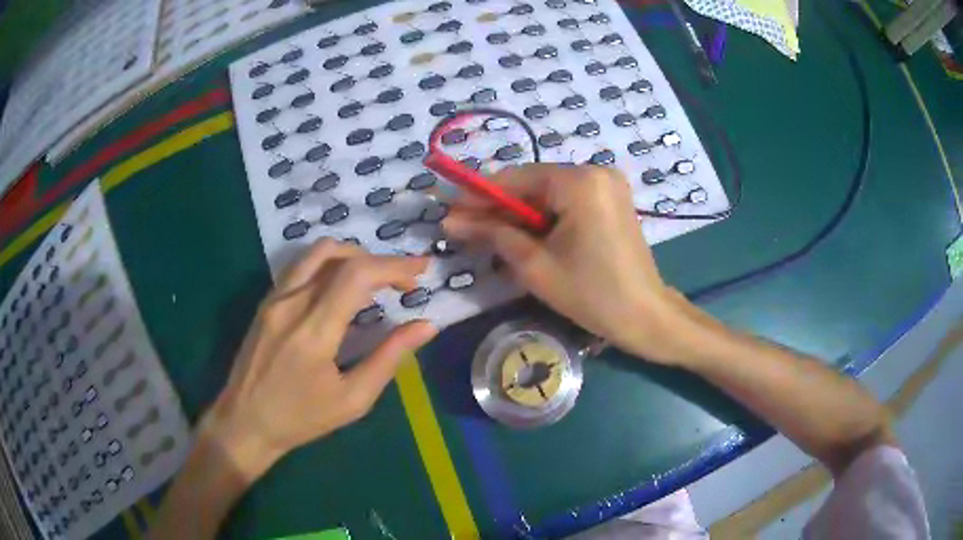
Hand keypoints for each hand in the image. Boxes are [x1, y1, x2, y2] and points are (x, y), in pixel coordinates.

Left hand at [201, 240, 436, 478]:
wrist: (245, 422)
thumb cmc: (301, 419)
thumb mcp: (352, 400)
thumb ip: (389, 358)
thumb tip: (426, 326)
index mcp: (313, 331)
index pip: (356, 275)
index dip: (393, 266)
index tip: (420, 272)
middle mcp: (290, 304)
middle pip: (337, 255)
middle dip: (378, 260)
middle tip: (402, 279)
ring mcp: (273, 299)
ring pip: (316, 253)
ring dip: (352, 256)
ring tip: (375, 279)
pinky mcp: (265, 302)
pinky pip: (301, 267)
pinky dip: (329, 265)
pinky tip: (341, 287)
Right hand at [443, 164, 690, 363]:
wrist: (645, 317)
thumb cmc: (591, 294)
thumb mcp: (535, 265)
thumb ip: (493, 234)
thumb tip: (451, 221)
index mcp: (580, 182)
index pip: (515, 178)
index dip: (478, 195)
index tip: (449, 209)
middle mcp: (595, 172)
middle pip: (533, 184)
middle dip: (498, 208)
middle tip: (464, 228)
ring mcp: (607, 185)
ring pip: (549, 194)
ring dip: (519, 215)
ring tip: (488, 236)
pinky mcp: (611, 200)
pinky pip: (567, 202)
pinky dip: (544, 218)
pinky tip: (523, 236)